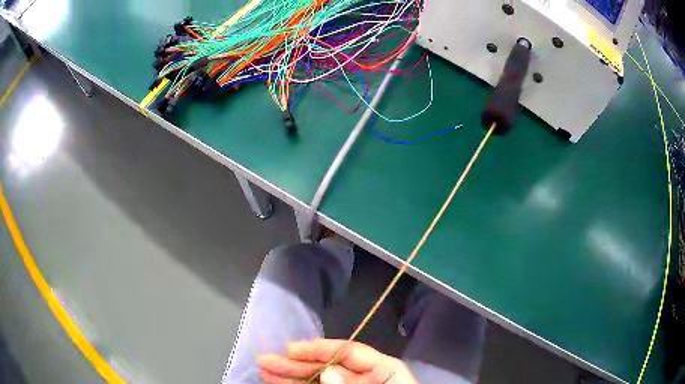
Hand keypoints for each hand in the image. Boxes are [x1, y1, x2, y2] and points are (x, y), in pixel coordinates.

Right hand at [257, 338, 417, 383]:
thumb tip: (328, 371)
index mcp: (383, 371)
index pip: (349, 352)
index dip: (318, 349)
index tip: (290, 349)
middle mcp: (365, 378)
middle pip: (327, 366)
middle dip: (296, 363)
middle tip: (265, 360)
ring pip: (318, 379)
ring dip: (291, 376)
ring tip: (265, 370)